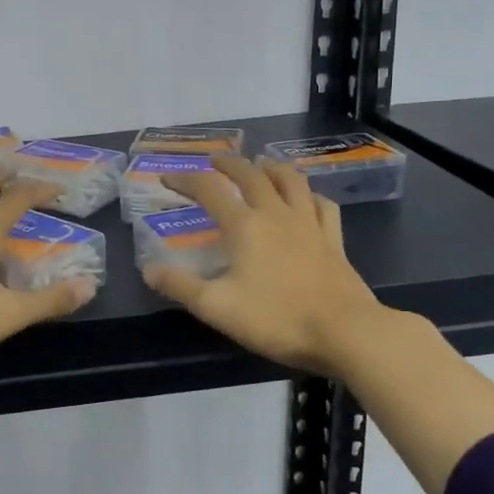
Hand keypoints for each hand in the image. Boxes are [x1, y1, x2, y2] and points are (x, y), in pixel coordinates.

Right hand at [143, 155, 384, 377]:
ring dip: (271, 167)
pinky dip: (309, 195)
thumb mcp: (216, 307)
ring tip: (261, 164)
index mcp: (244, 226)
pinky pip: (322, 204)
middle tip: (214, 162)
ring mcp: (309, 223)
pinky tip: (306, 199)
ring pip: (290, 180)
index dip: (185, 180)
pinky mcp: (333, 239)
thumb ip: (180, 286)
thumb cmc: (276, 318)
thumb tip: (149, 270)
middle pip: (251, 174)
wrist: (344, 332)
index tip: (167, 177)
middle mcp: (276, 214)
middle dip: (228, 164)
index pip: (209, 190)